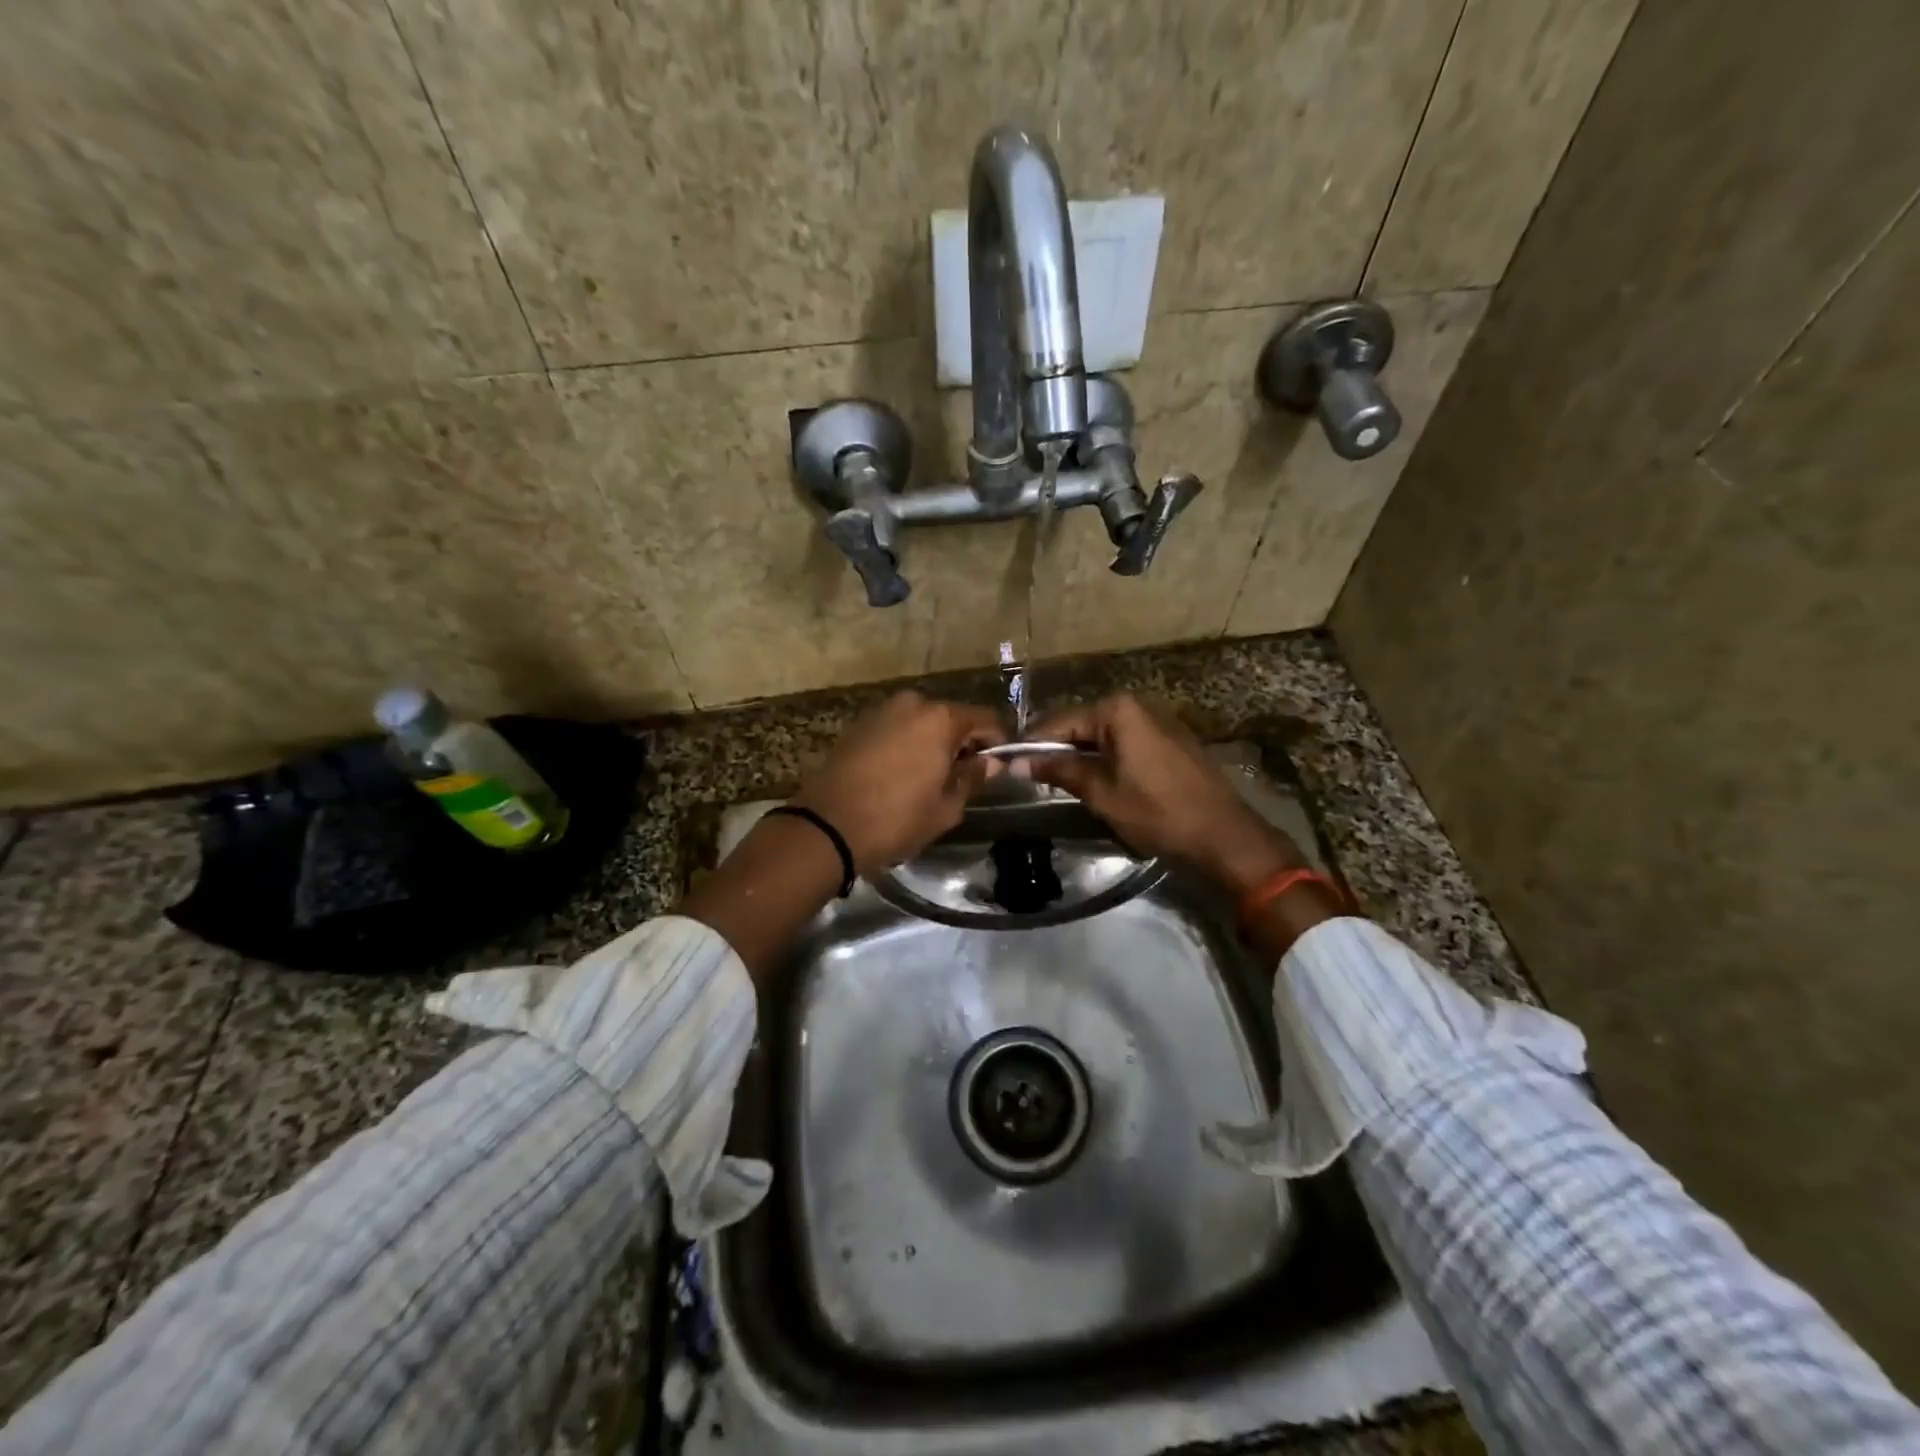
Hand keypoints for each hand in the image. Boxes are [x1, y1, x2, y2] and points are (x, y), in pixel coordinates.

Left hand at [793, 691, 1006, 872]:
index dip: (998, 743)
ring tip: (930, 779)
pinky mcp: (859, 724)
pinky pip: (897, 728)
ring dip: (933, 743)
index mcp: (940, 719)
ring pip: (922, 722)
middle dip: (962, 743)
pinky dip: (907, 744)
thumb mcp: (945, 808)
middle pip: (952, 718)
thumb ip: (972, 779)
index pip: (986, 719)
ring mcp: (882, 711)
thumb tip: (991, 763)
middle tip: (963, 777)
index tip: (999, 767)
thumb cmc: (895, 820)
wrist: (826, 827)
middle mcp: (913, 703)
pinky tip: (902, 774)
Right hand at [1024, 694, 1305, 895]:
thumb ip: (1059, 769)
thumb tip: (1016, 761)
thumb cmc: (1158, 812)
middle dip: (1058, 750)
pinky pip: (1125, 743)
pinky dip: (1106, 760)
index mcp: (1118, 710)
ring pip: (1103, 736)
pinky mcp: (1169, 740)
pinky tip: (1097, 782)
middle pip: (1082, 725)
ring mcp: (1157, 721)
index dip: (1032, 745)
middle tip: (1031, 779)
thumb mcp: (1101, 793)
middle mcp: (1137, 705)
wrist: (1224, 836)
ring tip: (1060, 784)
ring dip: (1082, 757)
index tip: (1008, 765)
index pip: (1059, 722)